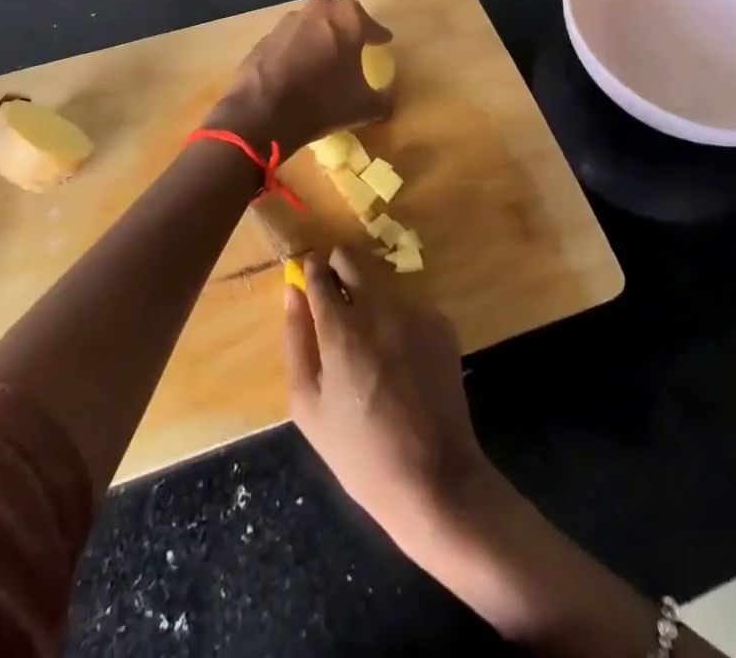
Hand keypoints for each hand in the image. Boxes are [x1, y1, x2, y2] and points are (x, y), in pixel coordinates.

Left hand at [210, 0, 392, 154]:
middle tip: (351, 46)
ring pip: (311, 24)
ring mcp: (288, 21)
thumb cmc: (323, 102)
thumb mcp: (364, 108)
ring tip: (323, 60)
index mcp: (348, 18)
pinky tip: (298, 70)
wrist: (262, 112)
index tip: (383, 42)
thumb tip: (387, 101)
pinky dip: (296, 50)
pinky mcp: (265, 37)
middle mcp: (319, 10)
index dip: (379, 36)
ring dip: (318, 37)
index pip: (371, 25)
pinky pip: (289, 40)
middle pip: (339, 15)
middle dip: (346, 28)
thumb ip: (383, 100)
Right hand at [283, 246, 489, 546]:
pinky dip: (399, 321)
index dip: (310, 273)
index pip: (319, 271)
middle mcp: (380, 307)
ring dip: (371, 298)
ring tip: (373, 344)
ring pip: (382, 281)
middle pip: (352, 256)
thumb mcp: (309, 407)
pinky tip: (402, 360)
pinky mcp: (441, 323)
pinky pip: (410, 306)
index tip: (309, 281)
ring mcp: (415, 312)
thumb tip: (293, 291)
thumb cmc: (360, 452)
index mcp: (341, 328)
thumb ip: (296, 339)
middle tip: (337, 303)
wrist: (435, 478)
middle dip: (338, 269)